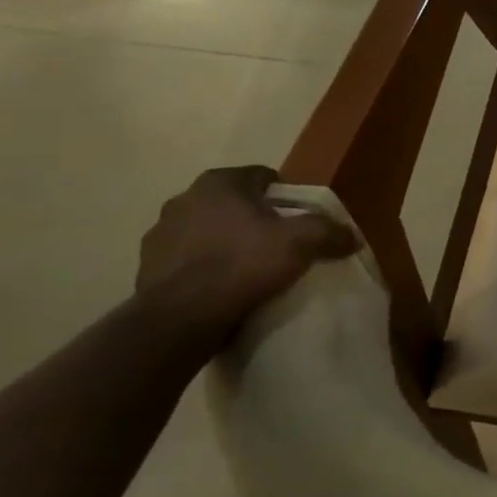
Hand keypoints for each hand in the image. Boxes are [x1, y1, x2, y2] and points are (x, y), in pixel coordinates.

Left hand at [135, 166, 357, 350]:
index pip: (262, 176)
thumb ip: (329, 231)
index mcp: (219, 183)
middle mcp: (183, 200)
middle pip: (233, 203)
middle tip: (279, 241)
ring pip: (207, 230)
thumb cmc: (243, 264)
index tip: (299, 217)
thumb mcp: (302, 242)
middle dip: (254, 217)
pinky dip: (204, 266)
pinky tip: (224, 286)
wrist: (180, 319)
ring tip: (250, 266)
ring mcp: (158, 235)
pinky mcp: (146, 268)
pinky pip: (187, 259)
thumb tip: (351, 237)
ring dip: (225, 241)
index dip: (286, 195)